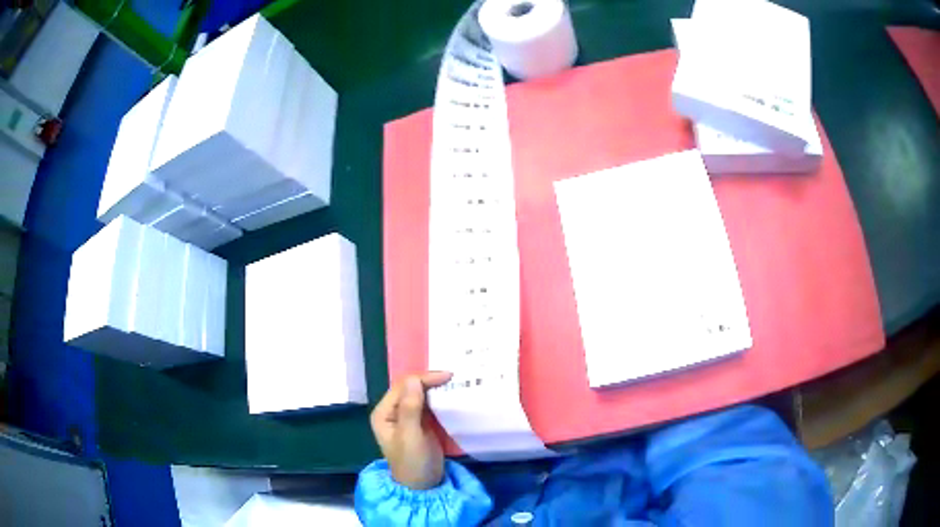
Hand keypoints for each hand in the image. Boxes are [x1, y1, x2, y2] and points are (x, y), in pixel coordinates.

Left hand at [370, 371, 452, 489]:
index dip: (424, 379)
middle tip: (454, 377)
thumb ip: (411, 408)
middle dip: (430, 381)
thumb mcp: (410, 436)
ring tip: (455, 382)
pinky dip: (439, 398)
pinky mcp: (420, 423)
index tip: (448, 376)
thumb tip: (415, 380)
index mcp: (384, 413)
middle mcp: (392, 411)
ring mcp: (406, 417)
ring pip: (420, 394)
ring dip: (435, 388)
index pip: (403, 387)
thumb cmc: (412, 463)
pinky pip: (428, 404)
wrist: (423, 486)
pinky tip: (451, 395)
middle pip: (411, 388)